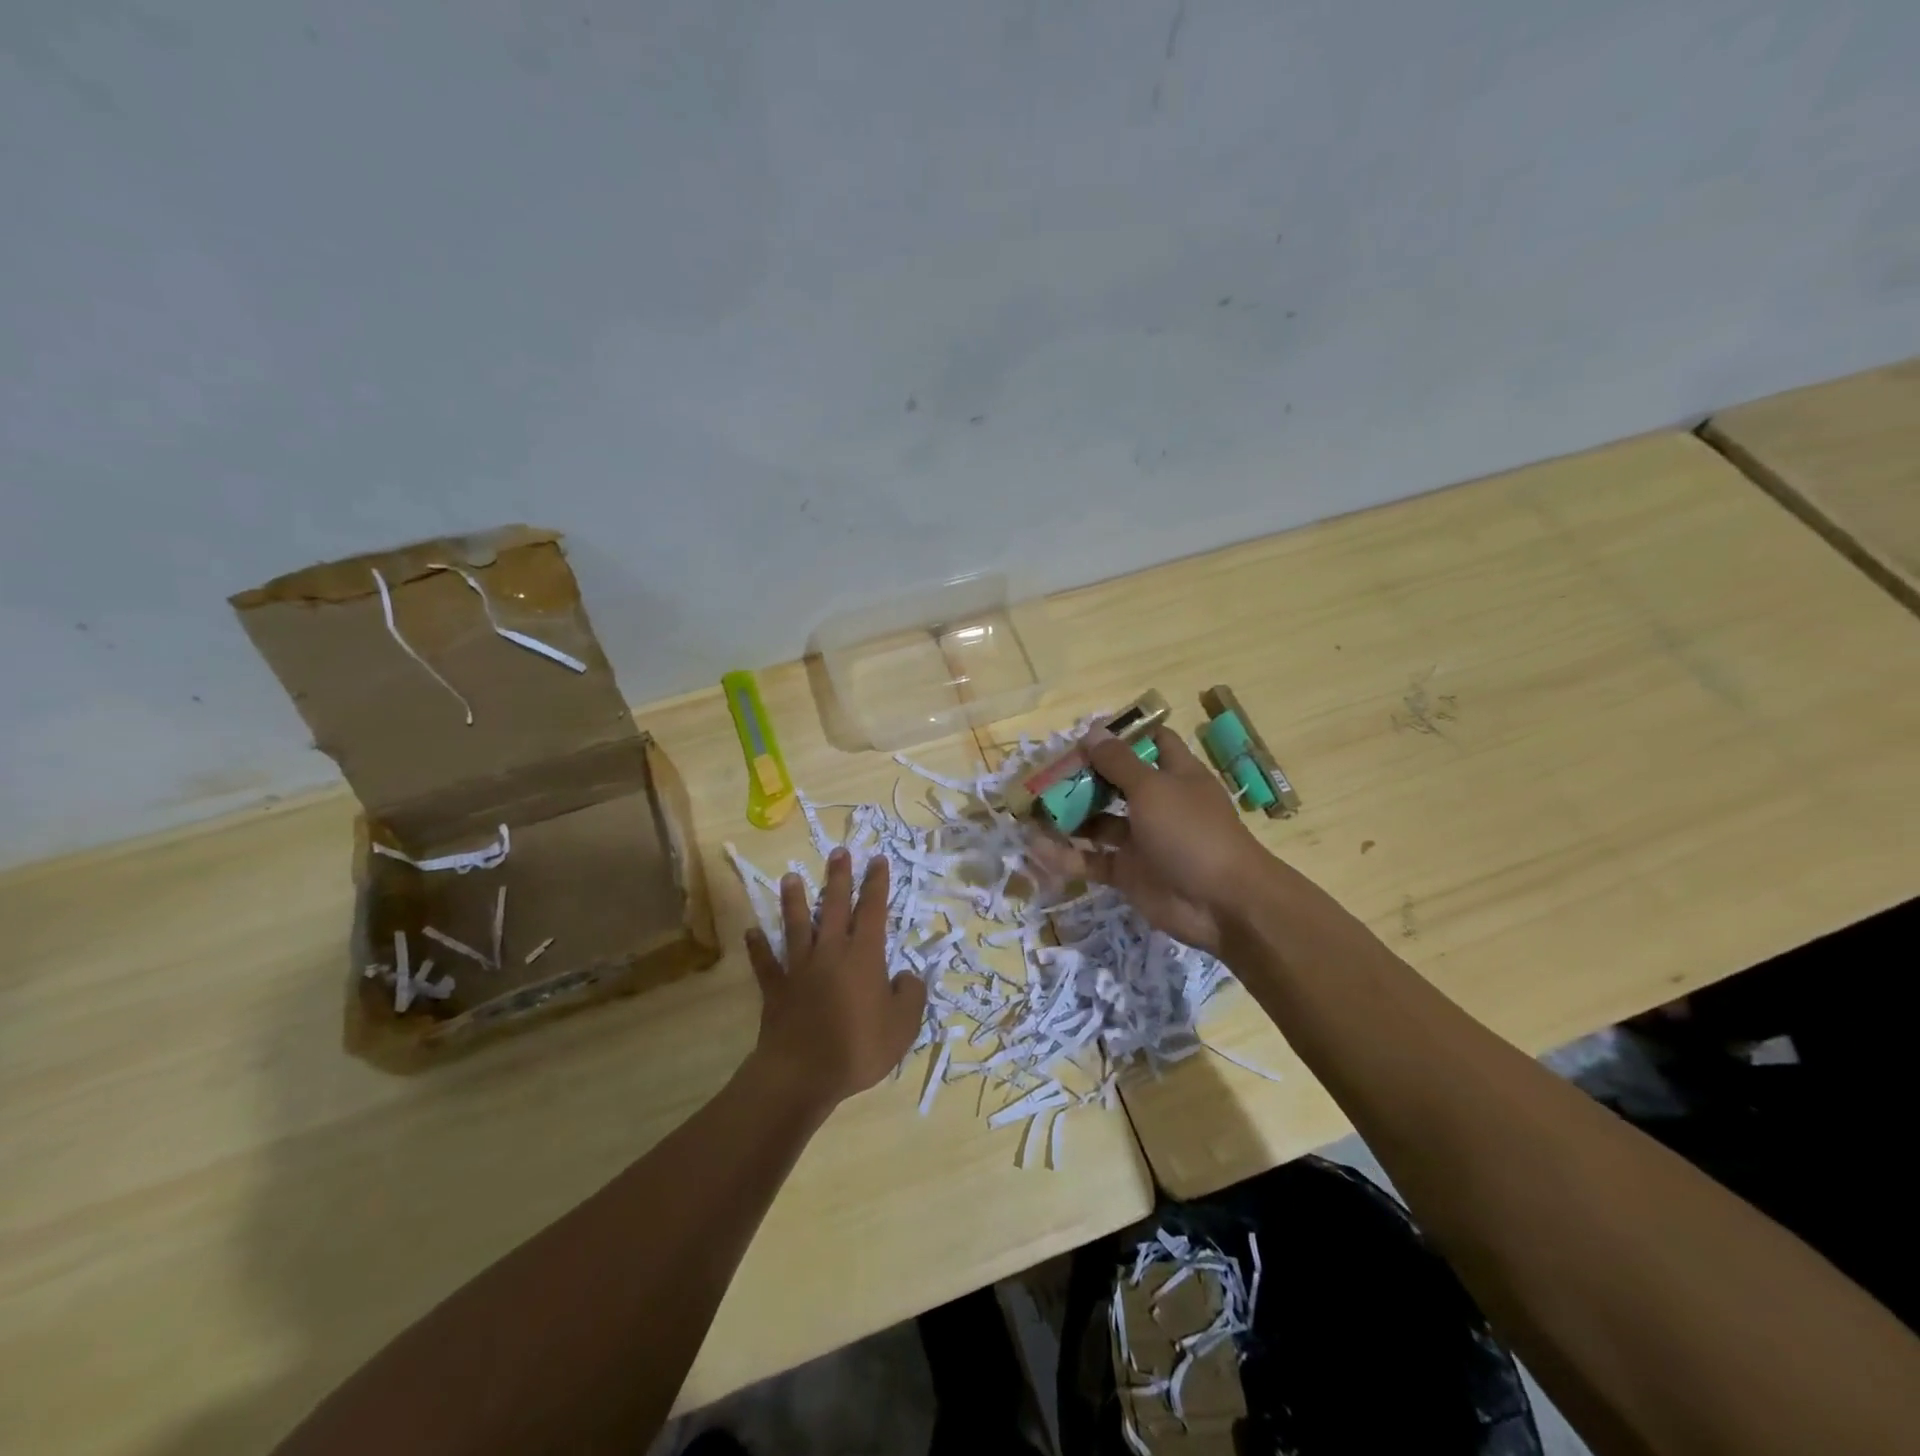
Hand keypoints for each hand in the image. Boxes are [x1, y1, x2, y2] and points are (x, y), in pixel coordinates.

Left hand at [745, 847, 927, 1111]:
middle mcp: (830, 952)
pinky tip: (751, 932)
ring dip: (794, 900)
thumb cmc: (858, 1047)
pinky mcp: (776, 988)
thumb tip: (907, 976)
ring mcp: (799, 968)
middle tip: (838, 851)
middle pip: (835, 906)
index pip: (873, 910)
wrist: (802, 1073)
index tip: (878, 859)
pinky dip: (758, 947)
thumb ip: (910, 995)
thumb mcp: (902, 1026)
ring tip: (790, 877)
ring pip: (797, 925)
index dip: (877, 884)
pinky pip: (766, 963)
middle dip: (839, 877)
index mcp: (864, 956)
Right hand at [1030, 726, 1273, 953]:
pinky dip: (1066, 856)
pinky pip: (1091, 860)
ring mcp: (1141, 840)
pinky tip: (1036, 848)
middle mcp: (1157, 804)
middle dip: (1081, 777)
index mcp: (1174, 775)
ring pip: (1098, 823)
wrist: (1222, 904)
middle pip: (1114, 782)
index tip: (1085, 734)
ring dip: (1068, 816)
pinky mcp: (1128, 873)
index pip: (1150, 743)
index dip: (1121, 736)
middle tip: (1044, 773)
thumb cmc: (1191, 832)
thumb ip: (1119, 762)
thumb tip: (1092, 731)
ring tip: (1030, 809)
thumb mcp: (1153, 789)